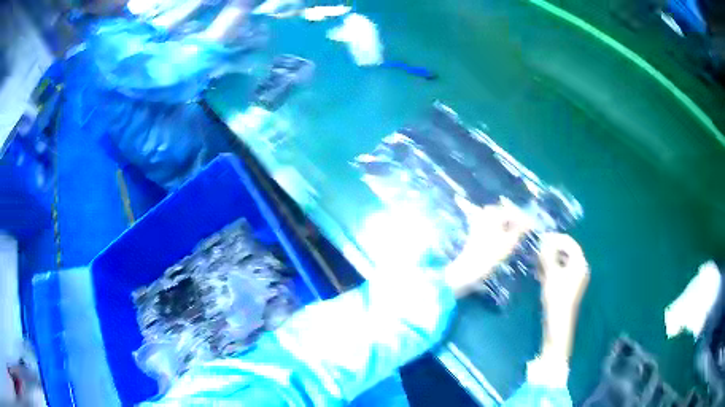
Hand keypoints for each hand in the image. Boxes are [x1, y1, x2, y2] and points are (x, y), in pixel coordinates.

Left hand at [445, 198, 532, 297]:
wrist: (468, 268)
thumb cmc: (490, 254)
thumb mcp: (509, 242)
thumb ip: (521, 229)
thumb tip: (530, 223)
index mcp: (493, 212)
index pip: (513, 212)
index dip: (525, 219)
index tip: (534, 226)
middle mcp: (485, 212)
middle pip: (506, 214)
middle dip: (517, 221)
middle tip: (528, 230)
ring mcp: (479, 220)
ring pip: (500, 219)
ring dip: (510, 225)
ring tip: (520, 234)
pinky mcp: (476, 229)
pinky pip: (493, 225)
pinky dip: (502, 229)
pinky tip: (509, 236)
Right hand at [538, 233, 589, 312]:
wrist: (558, 321)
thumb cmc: (557, 295)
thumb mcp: (551, 273)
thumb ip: (548, 255)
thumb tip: (544, 241)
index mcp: (579, 262)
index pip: (569, 242)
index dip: (555, 238)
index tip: (541, 237)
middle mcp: (580, 267)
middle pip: (566, 251)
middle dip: (551, 249)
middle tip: (537, 249)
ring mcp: (574, 277)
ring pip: (562, 262)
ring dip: (549, 259)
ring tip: (536, 261)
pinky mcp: (568, 286)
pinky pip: (560, 271)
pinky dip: (551, 269)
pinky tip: (539, 273)